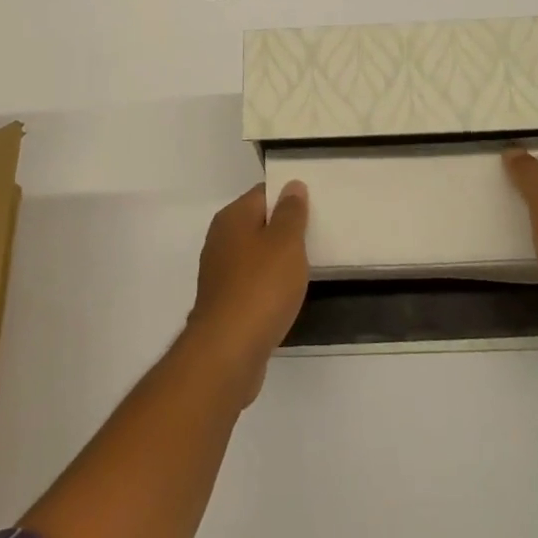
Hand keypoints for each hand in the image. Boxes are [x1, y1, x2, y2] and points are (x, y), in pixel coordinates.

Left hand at [185, 181, 309, 405]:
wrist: (228, 352)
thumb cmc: (261, 287)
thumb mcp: (286, 242)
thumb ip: (291, 212)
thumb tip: (292, 185)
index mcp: (232, 218)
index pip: (263, 193)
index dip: (289, 196)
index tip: (316, 205)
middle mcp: (221, 239)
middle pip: (258, 223)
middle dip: (285, 229)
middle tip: (318, 234)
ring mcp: (220, 273)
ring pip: (256, 255)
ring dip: (278, 259)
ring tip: (309, 266)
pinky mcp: (224, 303)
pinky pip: (252, 283)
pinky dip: (270, 285)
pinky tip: (287, 296)